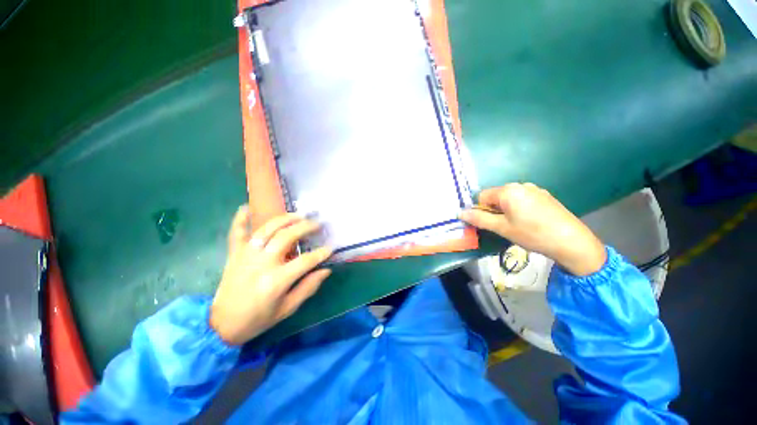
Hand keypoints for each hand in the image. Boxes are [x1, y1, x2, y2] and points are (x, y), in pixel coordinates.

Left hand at [210, 206, 332, 344]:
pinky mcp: (234, 254)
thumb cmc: (258, 319)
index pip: (305, 261)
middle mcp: (261, 263)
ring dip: (285, 219)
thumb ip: (308, 287)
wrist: (222, 324)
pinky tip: (247, 207)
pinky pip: (236, 232)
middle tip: (318, 224)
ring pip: (267, 230)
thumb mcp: (287, 308)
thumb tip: (326, 270)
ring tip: (299, 215)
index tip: (330, 248)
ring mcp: (246, 256)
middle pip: (287, 237)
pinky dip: (240, 219)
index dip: (321, 253)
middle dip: (305, 228)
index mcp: (276, 281)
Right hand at [460, 183, 605, 275]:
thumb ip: (479, 219)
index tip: (490, 224)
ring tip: (518, 226)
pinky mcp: (544, 196)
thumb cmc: (532, 234)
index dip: (481, 210)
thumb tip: (460, 212)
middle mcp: (521, 185)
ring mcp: (535, 189)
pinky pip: (522, 200)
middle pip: (496, 196)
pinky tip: (530, 222)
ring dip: (506, 211)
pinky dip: (519, 209)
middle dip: (494, 210)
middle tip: (504, 227)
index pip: (482, 196)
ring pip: (509, 199)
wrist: (572, 242)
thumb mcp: (502, 228)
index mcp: (508, 190)